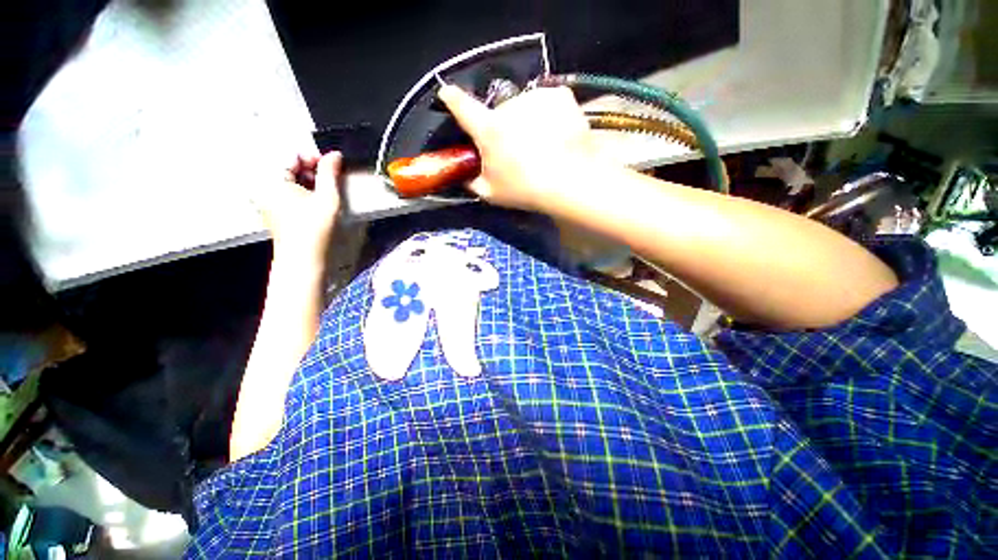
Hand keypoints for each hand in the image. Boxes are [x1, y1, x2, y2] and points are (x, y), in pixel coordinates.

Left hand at [254, 151, 341, 263]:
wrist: (303, 257)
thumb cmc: (315, 228)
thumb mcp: (327, 198)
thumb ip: (330, 173)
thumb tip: (335, 154)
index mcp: (272, 179)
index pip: (290, 154)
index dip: (313, 156)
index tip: (331, 166)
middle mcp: (263, 184)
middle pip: (287, 164)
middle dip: (310, 168)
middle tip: (330, 179)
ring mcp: (265, 196)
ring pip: (287, 176)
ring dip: (307, 179)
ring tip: (324, 191)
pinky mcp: (271, 206)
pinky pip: (285, 188)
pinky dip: (301, 189)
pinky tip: (315, 199)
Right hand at [438, 84, 596, 212]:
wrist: (570, 180)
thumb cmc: (525, 189)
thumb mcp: (492, 193)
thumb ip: (472, 182)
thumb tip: (464, 176)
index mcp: (488, 129)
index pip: (462, 107)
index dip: (452, 99)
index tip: (447, 93)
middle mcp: (508, 106)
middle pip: (499, 113)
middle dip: (503, 128)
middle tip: (517, 151)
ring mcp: (535, 98)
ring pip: (524, 107)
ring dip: (527, 121)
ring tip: (541, 146)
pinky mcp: (559, 96)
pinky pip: (546, 102)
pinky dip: (548, 115)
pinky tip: (556, 134)